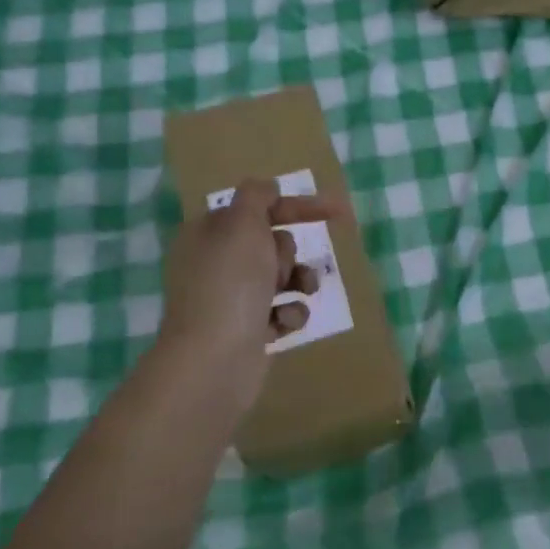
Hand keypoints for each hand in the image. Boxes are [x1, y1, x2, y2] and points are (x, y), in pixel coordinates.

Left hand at [154, 178, 345, 417]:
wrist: (213, 360)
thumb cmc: (230, 284)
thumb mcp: (243, 224)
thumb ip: (258, 196)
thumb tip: (267, 187)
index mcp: (209, 233)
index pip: (261, 206)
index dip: (300, 206)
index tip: (340, 212)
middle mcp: (216, 263)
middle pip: (273, 243)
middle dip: (288, 254)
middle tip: (278, 269)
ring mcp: (230, 299)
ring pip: (282, 277)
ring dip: (298, 283)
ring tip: (300, 294)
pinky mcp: (246, 331)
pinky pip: (282, 311)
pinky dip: (289, 315)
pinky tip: (282, 325)